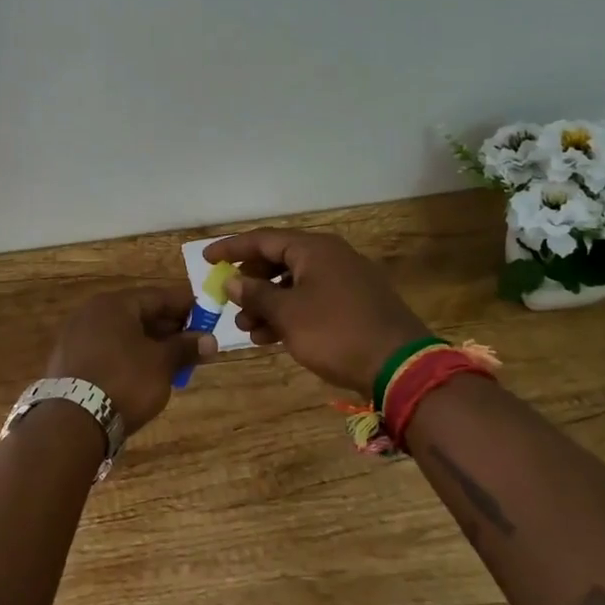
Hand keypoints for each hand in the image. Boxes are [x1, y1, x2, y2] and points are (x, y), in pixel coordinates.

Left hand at [45, 285, 216, 437]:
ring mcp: (75, 336)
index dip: (185, 306)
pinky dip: (127, 356)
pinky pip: (106, 350)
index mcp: (114, 304)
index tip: (207, 317)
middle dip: (167, 328)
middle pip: (138, 313)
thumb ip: (185, 348)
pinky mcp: (68, 361)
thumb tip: (210, 340)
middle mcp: (91, 312)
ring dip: (148, 344)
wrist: (73, 421)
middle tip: (192, 343)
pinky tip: (143, 374)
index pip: (158, 296)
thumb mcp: (162, 364)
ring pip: (122, 333)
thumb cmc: (124, 381)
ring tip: (172, 362)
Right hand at [204, 229, 428, 396]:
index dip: (231, 248)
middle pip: (278, 260)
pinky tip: (272, 338)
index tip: (205, 259)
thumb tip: (232, 280)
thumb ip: (256, 294)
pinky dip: (289, 314)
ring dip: (267, 303)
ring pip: (294, 284)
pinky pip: (312, 300)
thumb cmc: (336, 332)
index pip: (263, 239)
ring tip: (247, 329)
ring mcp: (346, 280)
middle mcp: (330, 257)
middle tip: (229, 300)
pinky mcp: (355, 304)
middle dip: (250, 282)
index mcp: (314, 249)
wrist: (400, 366)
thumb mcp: (288, 314)